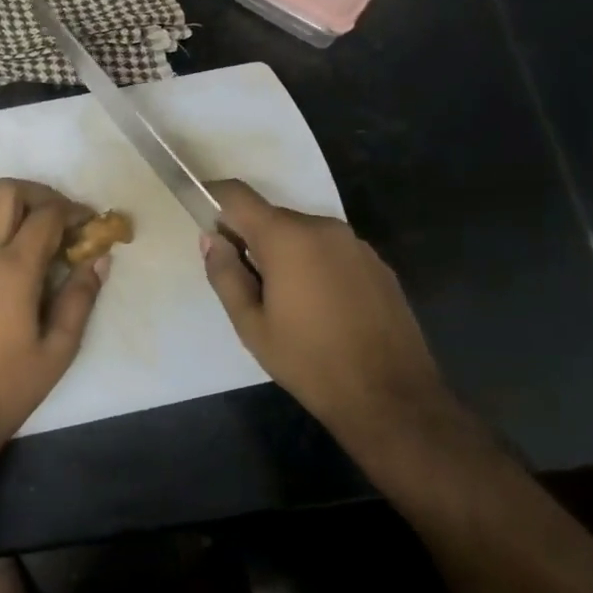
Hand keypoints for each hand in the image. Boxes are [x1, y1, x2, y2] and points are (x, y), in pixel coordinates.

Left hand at [0, 178, 108, 440]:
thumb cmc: (8, 386)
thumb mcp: (59, 349)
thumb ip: (81, 297)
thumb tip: (99, 259)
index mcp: (14, 269)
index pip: (47, 215)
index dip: (73, 210)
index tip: (87, 222)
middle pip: (6, 191)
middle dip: (38, 194)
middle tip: (57, 217)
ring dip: (3, 202)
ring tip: (22, 225)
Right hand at [201, 180, 448, 441]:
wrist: (390, 397)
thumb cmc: (309, 362)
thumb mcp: (251, 325)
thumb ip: (226, 275)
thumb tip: (211, 239)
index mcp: (287, 238)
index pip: (238, 196)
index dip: (214, 198)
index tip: (202, 219)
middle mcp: (324, 228)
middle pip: (272, 217)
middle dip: (251, 238)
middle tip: (244, 284)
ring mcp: (356, 244)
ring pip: (303, 235)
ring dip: (285, 254)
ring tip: (286, 303)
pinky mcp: (378, 264)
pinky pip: (332, 251)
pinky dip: (315, 266)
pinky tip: (321, 309)